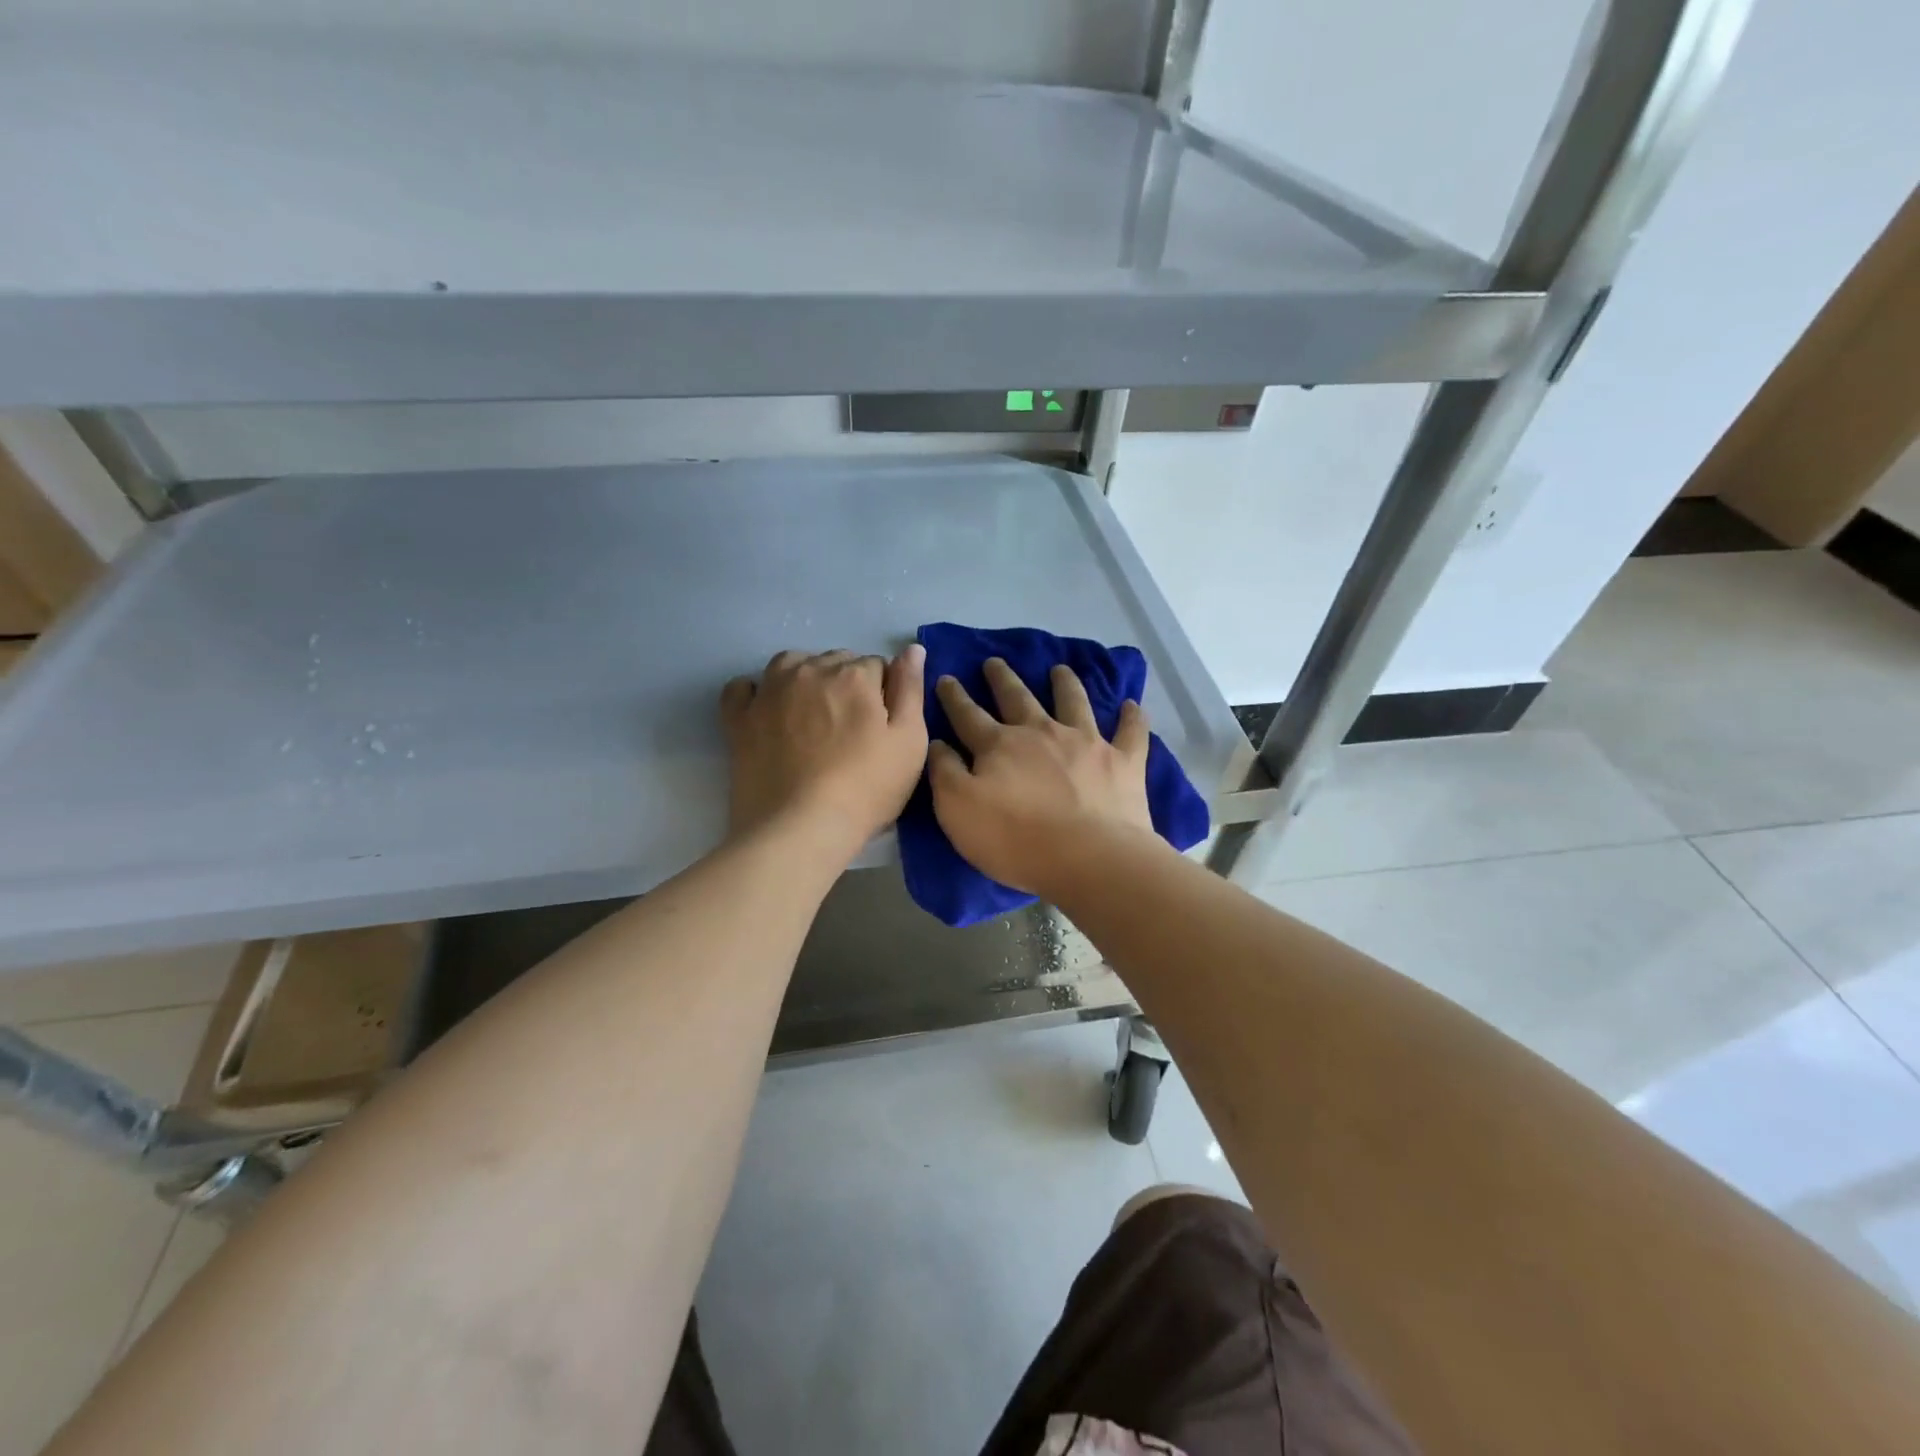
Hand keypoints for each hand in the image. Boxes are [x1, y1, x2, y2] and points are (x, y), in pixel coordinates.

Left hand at [721, 645, 927, 853]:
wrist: (800, 829)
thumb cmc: (866, 788)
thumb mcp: (909, 742)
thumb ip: (911, 690)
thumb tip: (912, 649)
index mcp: (854, 675)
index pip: (877, 666)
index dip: (883, 694)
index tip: (882, 725)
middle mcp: (810, 671)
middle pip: (835, 662)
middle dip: (847, 683)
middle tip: (851, 728)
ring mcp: (769, 693)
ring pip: (791, 664)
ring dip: (806, 677)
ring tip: (813, 713)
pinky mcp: (739, 719)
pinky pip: (742, 688)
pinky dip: (755, 691)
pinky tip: (766, 709)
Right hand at [929, 658, 1156, 898]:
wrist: (1089, 858)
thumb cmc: (1015, 840)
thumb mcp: (958, 810)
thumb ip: (945, 773)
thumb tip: (937, 743)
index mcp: (999, 745)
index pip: (968, 715)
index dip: (954, 697)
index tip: (947, 678)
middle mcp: (1041, 732)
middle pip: (1017, 698)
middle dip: (1002, 679)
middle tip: (994, 661)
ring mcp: (1086, 743)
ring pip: (1073, 701)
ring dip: (1065, 683)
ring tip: (1059, 669)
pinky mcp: (1122, 761)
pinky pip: (1130, 732)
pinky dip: (1132, 717)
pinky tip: (1133, 705)